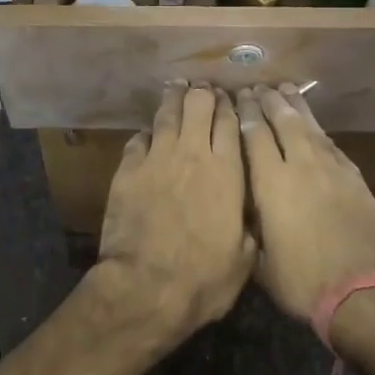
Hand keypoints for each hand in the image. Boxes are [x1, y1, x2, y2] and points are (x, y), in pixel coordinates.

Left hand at [98, 83, 256, 334]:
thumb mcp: (242, 259)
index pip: (231, 123)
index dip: (230, 107)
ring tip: (176, 88)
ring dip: (173, 99)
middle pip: (198, 107)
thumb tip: (248, 222)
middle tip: (202, 90)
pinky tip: (148, 134)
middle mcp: (193, 154)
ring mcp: (157, 159)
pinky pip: (138, 140)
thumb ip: (247, 230)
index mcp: (228, 172)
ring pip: (166, 115)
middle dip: (202, 94)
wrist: (147, 287)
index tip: (230, 100)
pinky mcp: (127, 170)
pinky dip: (147, 134)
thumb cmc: (203, 278)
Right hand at [236, 85, 374, 321]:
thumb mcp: (260, 260)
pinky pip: (333, 147)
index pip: (254, 136)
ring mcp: (332, 170)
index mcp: (271, 184)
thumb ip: (251, 226)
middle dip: (269, 102)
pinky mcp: (356, 180)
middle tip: (259, 87)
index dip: (246, 114)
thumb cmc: (301, 281)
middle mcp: (301, 167)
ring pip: (311, 129)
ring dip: (297, 107)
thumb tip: (246, 209)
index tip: (239, 97)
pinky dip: (320, 133)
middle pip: (283, 122)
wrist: (361, 291)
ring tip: (287, 89)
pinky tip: (316, 129)